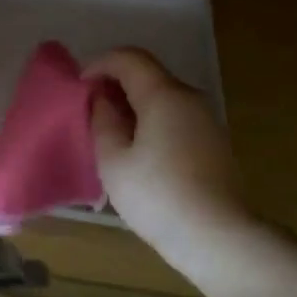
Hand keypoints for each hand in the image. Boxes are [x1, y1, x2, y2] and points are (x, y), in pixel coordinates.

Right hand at [85, 47, 244, 242]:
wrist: (218, 239)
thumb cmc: (157, 195)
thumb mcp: (112, 158)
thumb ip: (102, 119)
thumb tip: (101, 98)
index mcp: (164, 95)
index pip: (129, 58)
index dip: (99, 64)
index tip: (78, 87)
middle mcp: (190, 98)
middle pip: (147, 75)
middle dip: (114, 84)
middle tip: (88, 110)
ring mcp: (206, 121)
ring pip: (162, 97)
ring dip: (132, 104)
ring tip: (108, 133)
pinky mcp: (213, 144)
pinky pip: (174, 117)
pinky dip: (150, 121)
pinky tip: (136, 151)